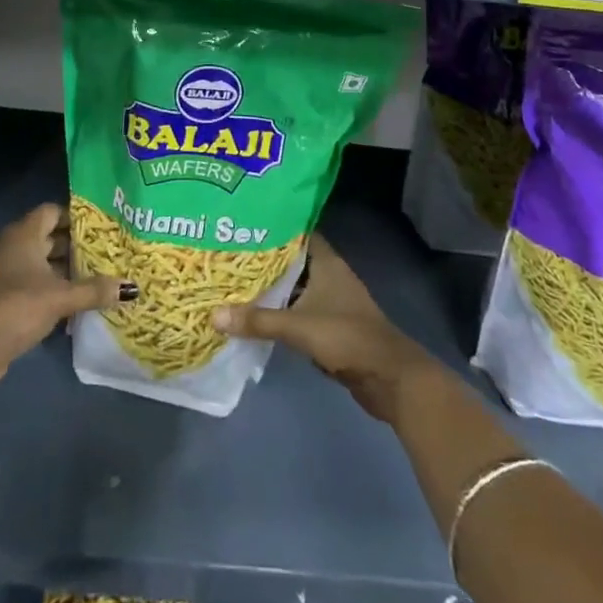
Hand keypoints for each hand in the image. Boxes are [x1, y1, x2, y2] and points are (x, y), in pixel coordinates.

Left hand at [0, 203, 129, 389]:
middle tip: (102, 254)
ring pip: (37, 261)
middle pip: (46, 236)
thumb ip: (94, 290)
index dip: (74, 217)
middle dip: (72, 246)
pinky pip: (28, 281)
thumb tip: (130, 288)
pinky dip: (47, 286)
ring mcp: (1, 271)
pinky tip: (69, 302)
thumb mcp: (62, 297)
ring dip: (61, 269)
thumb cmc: (19, 306)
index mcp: (23, 234)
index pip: (51, 211)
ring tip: (92, 278)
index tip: (99, 229)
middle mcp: (10, 245)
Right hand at [211, 235, 435, 423]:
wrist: (388, 377)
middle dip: (264, 260)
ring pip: (294, 288)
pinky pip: (298, 311)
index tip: (243, 226)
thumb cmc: (346, 337)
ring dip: (271, 288)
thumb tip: (214, 315)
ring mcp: (331, 301)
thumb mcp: (298, 326)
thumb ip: (258, 321)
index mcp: (326, 262)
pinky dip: (280, 311)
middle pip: (292, 261)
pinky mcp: (330, 326)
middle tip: (228, 254)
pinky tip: (255, 315)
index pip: (297, 233)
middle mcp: (329, 275)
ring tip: (234, 282)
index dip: (273, 228)